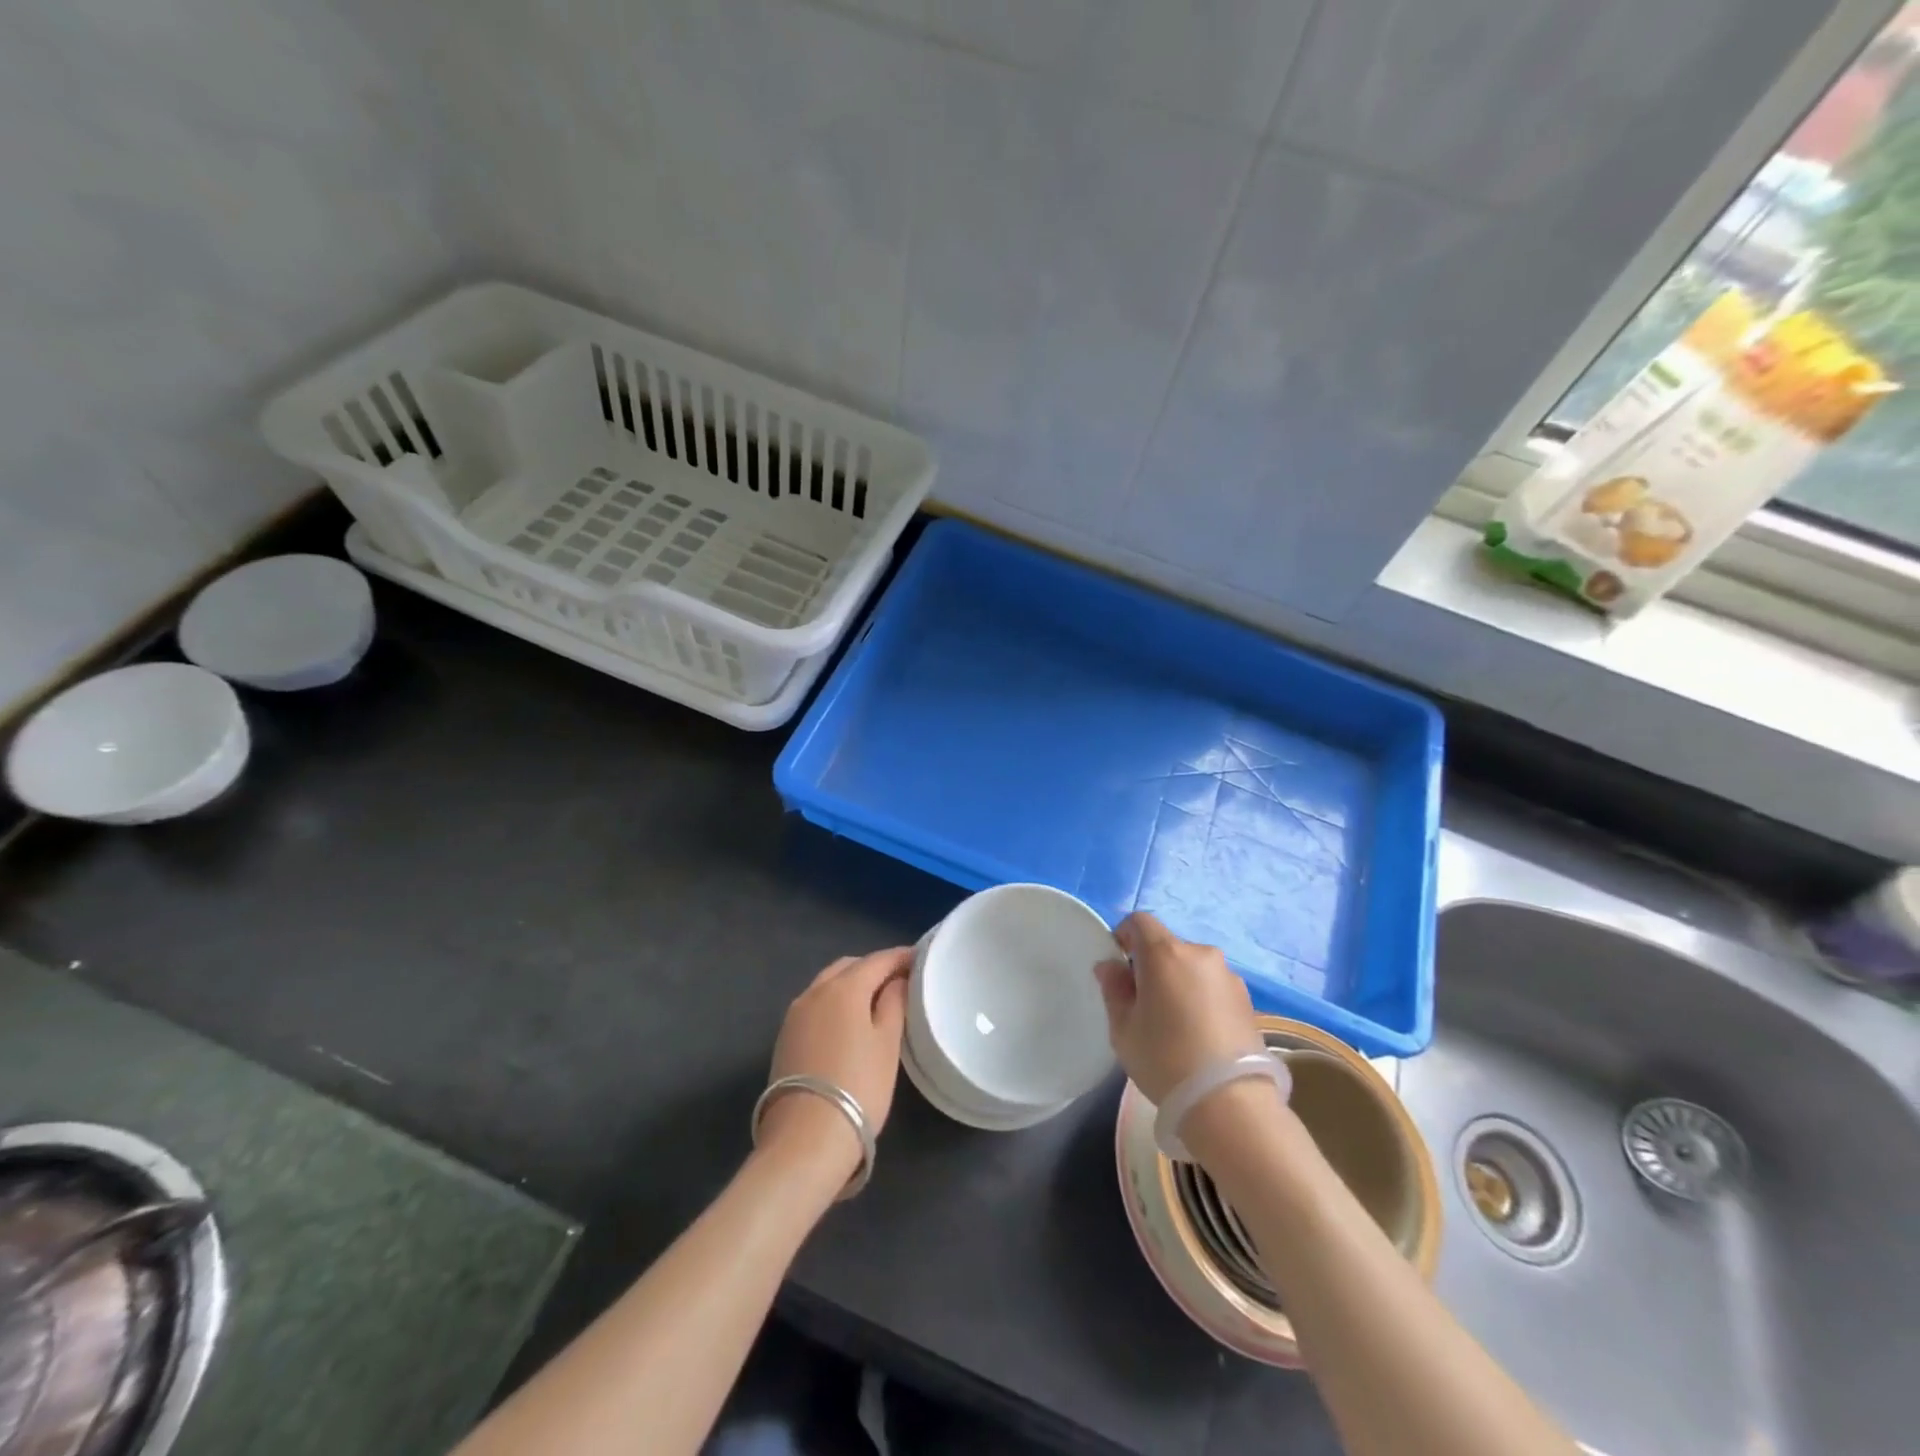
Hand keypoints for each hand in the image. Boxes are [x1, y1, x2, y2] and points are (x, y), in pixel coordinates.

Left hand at [759, 948, 911, 1183]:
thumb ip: (894, 1004)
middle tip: (899, 981)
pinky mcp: (785, 1037)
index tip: (921, 959)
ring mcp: (795, 1014)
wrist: (805, 1139)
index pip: (878, 960)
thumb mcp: (888, 1044)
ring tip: (875, 1001)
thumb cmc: (858, 1086)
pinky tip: (848, 1022)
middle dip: (873, 968)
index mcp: (844, 987)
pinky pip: (815, 1005)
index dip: (901, 957)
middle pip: (848, 967)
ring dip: (851, 985)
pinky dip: (834, 1003)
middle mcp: (814, 991)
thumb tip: (896, 981)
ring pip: (827, 984)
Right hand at [1094, 912, 1263, 1104]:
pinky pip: (1213, 987)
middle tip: (1144, 1004)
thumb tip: (1110, 966)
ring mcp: (1228, 976)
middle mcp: (1200, 954)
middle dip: (1152, 966)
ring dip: (1179, 983)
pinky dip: (1202, 999)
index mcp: (1165, 953)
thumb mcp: (1123, 1028)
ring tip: (1176, 1024)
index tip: (1119, 967)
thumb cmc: (1165, 1059)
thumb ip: (1114, 989)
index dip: (1124, 936)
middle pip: (1167, 946)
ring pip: (1192, 968)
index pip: (1139, 922)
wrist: (1230, 1102)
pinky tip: (1200, 1035)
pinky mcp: (1248, 1000)